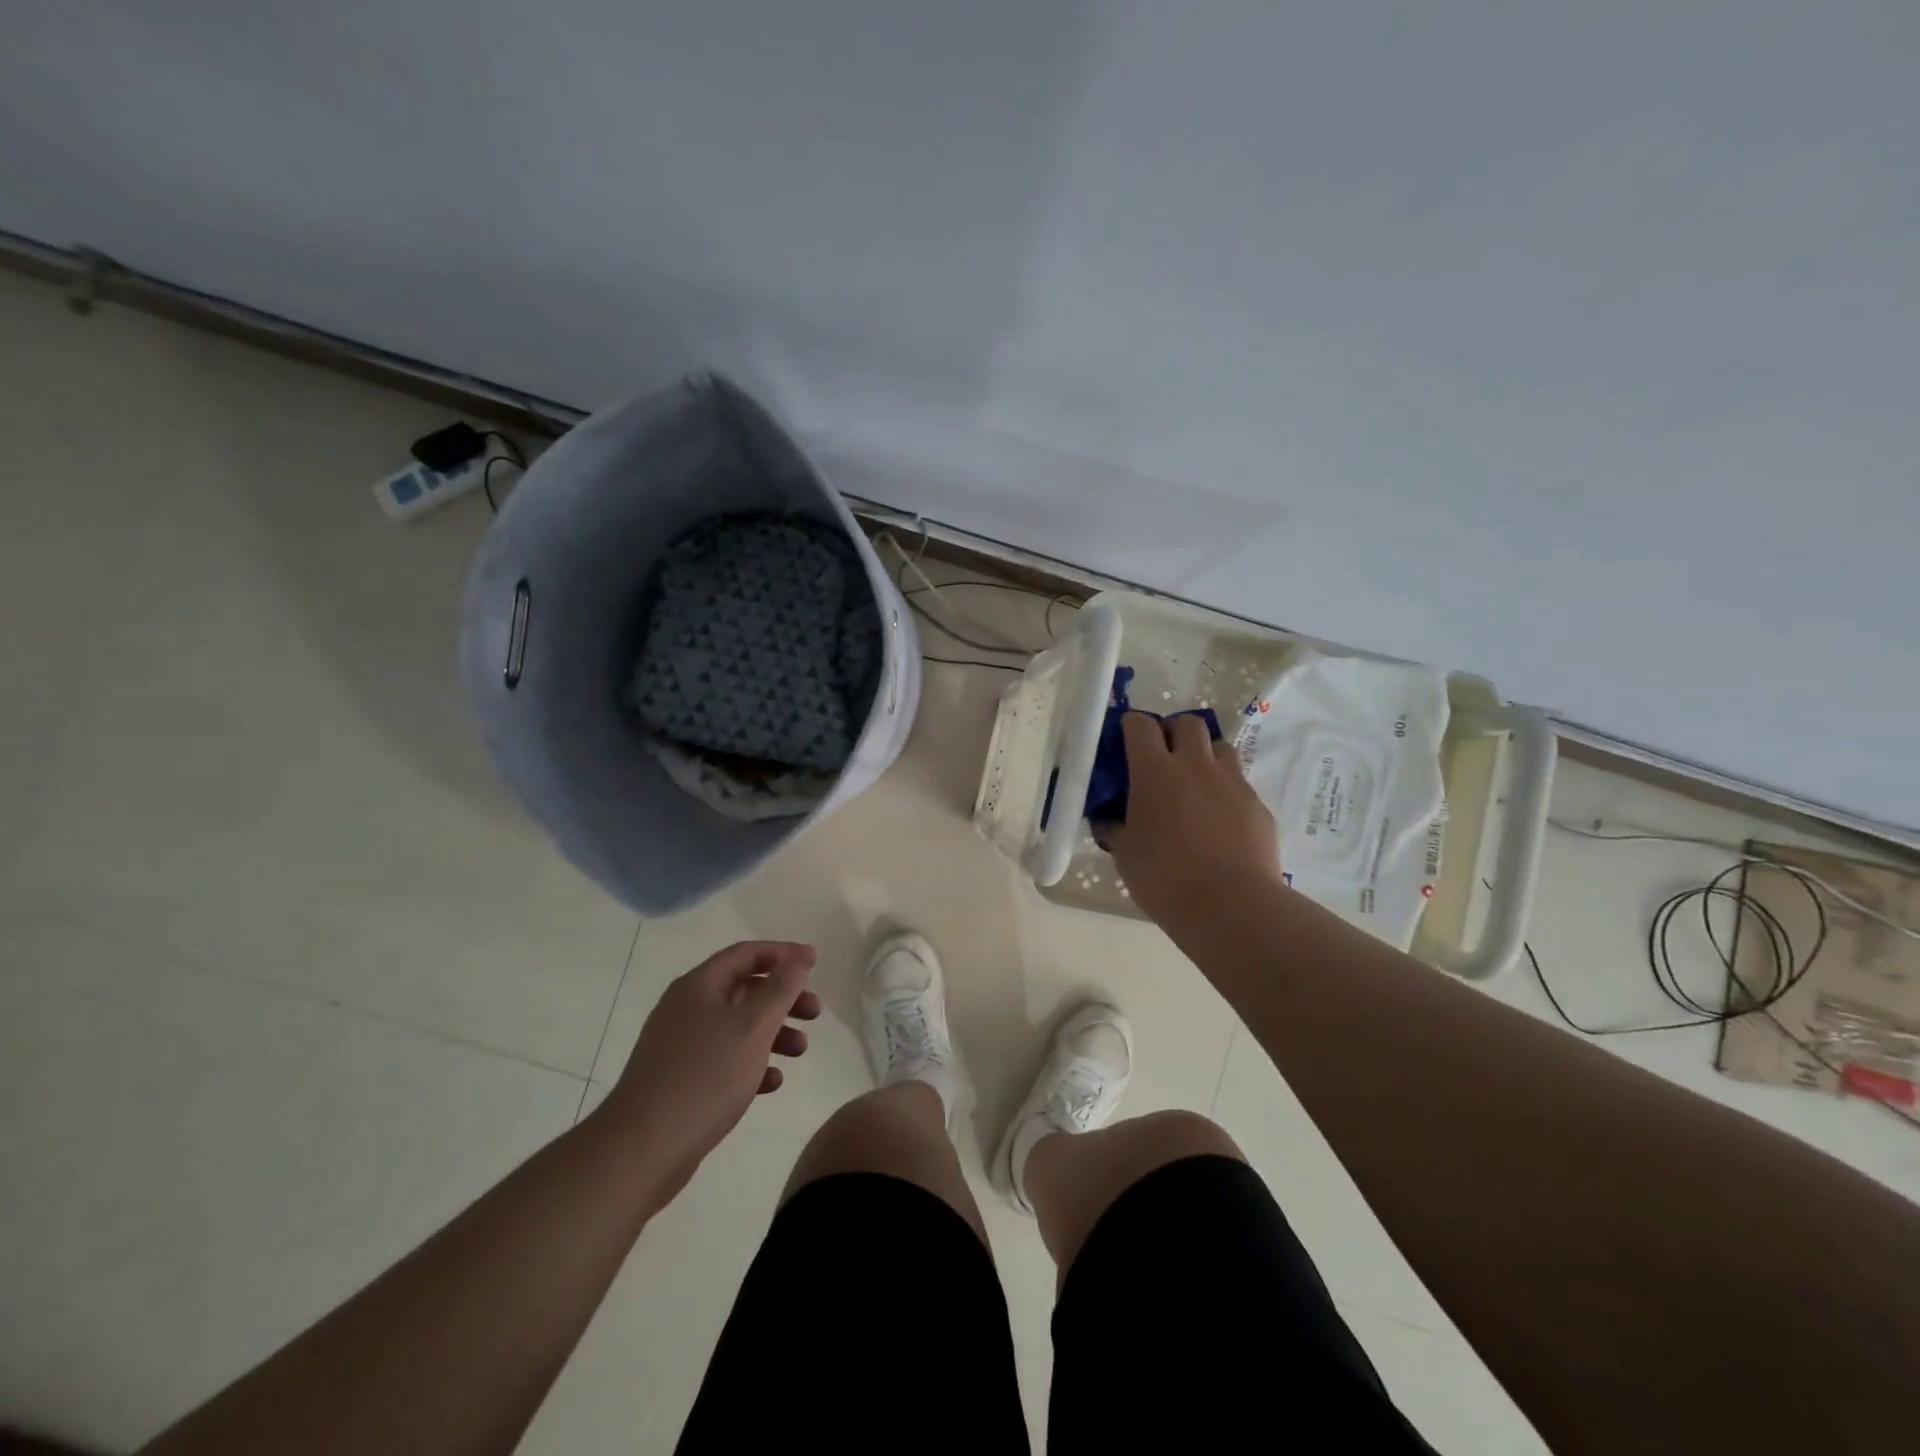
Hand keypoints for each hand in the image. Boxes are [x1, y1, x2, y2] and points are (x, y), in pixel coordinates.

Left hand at [600, 941, 819, 1200]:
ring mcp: (679, 1045)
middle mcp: (686, 1008)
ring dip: (772, 1033)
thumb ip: (781, 988)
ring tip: (800, 1052)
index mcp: (699, 985)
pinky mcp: (678, 1080)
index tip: (815, 962)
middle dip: (783, 998)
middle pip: (744, 989)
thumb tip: (798, 957)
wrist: (641, 1149)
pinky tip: (772, 1083)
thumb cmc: (705, 1076)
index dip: (783, 954)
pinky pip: (723, 1060)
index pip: (746, 954)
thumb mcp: (753, 1026)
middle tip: (815, 1013)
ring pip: (736, 1026)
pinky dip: (751, 1063)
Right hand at [1104, 711, 1282, 924]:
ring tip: (1194, 783)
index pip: (1141, 726)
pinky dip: (1225, 791)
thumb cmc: (1165, 879)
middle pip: (1188, 724)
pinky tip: (1219, 821)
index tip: (1125, 739)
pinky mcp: (1258, 806)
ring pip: (1220, 747)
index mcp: (1155, 773)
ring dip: (1204, 756)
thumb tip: (1109, 819)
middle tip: (1163, 757)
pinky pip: (1239, 784)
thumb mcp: (1125, 855)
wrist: (1232, 907)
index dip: (1131, 726)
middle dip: (1173, 731)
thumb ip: (1115, 828)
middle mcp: (1196, 766)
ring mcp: (1232, 784)